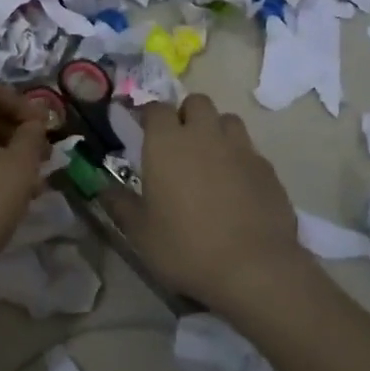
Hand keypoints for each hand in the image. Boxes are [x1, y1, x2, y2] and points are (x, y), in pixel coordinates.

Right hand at [116, 93, 304, 309]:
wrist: (254, 268)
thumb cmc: (185, 247)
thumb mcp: (140, 233)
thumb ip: (119, 204)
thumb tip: (102, 189)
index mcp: (167, 143)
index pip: (156, 108)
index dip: (149, 116)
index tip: (144, 131)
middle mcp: (204, 134)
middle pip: (197, 102)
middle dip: (187, 114)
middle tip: (179, 143)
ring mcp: (240, 148)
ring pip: (228, 120)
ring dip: (216, 130)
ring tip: (210, 158)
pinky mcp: (267, 168)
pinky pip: (249, 149)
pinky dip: (239, 158)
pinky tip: (237, 185)